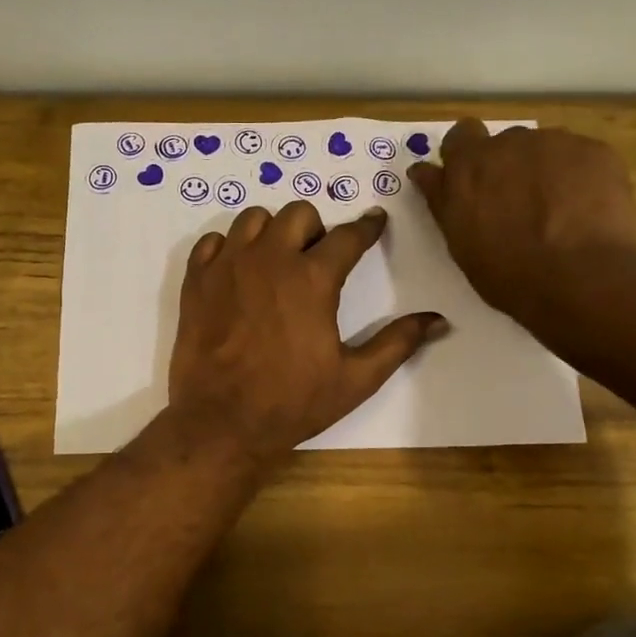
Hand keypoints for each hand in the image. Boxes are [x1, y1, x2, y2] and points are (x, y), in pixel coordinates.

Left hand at [167, 201, 448, 465]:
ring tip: (276, 260)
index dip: (367, 227)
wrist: (222, 422)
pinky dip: (228, 248)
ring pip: (253, 219)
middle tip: (317, 256)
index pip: (348, 236)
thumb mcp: (356, 379)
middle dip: (315, 228)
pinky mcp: (196, 281)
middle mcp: (270, 259)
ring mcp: (228, 266)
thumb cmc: (293, 402)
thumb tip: (439, 320)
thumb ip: (397, 343)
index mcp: (313, 279)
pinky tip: (236, 273)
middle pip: (298, 214)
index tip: (374, 221)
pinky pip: (212, 242)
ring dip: (271, 232)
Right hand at [409, 120, 635, 330]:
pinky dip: (578, 177)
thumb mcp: (459, 242)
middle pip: (504, 144)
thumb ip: (442, 199)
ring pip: (544, 149)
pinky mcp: (594, 150)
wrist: (581, 278)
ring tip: (557, 210)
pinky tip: (584, 209)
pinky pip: (580, 157)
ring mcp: (555, 143)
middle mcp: (508, 143)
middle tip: (518, 204)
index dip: (466, 156)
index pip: (459, 138)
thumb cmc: (508, 273)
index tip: (473, 181)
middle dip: (507, 166)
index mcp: (468, 167)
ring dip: (543, 170)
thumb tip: (423, 171)